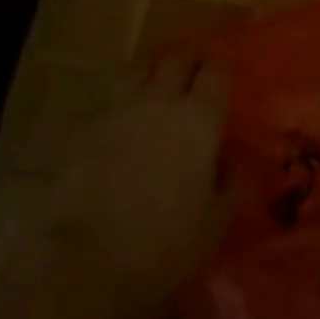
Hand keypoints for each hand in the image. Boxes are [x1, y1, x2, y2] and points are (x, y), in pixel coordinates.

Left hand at [42, 53, 230, 307]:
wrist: (89, 258)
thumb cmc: (165, 243)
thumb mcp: (216, 222)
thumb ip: (231, 183)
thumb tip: (234, 160)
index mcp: (199, 119)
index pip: (216, 72)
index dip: (220, 69)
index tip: (222, 76)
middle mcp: (160, 101)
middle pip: (177, 60)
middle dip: (188, 61)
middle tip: (194, 71)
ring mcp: (119, 109)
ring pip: (137, 70)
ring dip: (150, 72)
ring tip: (153, 85)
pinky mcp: (85, 126)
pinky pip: (108, 102)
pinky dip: (119, 105)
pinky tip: (119, 123)